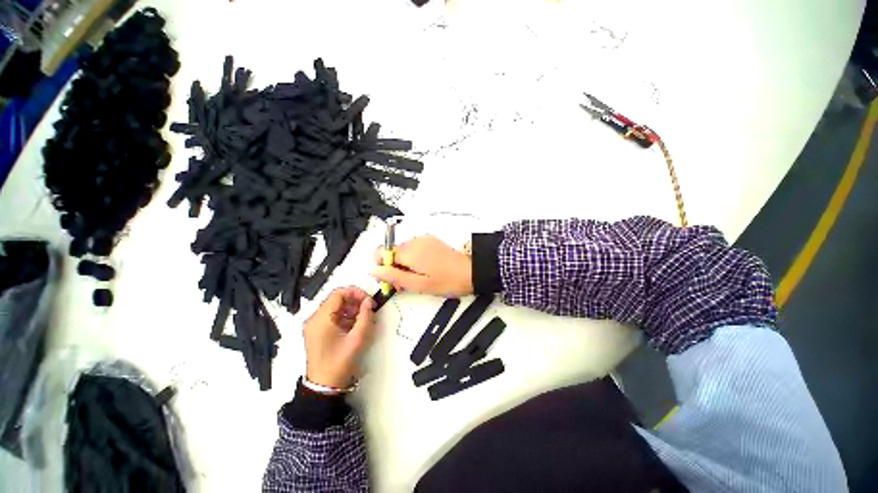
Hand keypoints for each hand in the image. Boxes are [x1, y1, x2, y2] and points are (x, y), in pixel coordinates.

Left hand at [303, 287, 375, 388]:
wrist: (324, 387)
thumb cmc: (340, 362)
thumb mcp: (357, 339)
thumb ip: (365, 317)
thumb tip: (369, 302)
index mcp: (321, 319)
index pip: (338, 293)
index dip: (356, 292)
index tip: (368, 301)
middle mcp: (314, 318)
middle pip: (336, 298)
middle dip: (355, 300)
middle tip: (369, 309)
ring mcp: (315, 325)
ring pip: (335, 306)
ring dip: (351, 308)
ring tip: (363, 318)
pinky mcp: (317, 331)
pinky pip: (333, 316)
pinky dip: (345, 316)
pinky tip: (355, 325)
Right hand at [370, 235, 472, 296]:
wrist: (472, 271)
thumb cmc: (446, 281)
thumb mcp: (418, 284)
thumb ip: (394, 276)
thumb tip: (373, 270)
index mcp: (409, 251)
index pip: (381, 252)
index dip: (381, 266)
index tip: (389, 280)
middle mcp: (414, 241)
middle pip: (392, 251)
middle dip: (392, 267)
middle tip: (404, 285)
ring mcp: (424, 239)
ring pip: (403, 251)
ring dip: (403, 264)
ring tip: (415, 279)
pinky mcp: (431, 241)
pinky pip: (414, 249)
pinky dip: (412, 259)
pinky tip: (423, 270)